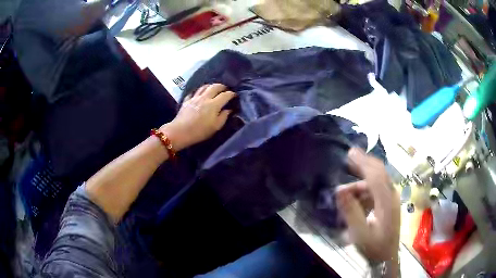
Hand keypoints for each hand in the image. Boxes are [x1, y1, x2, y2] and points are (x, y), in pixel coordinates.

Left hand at [160, 84, 235, 150]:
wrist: (180, 132)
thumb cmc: (200, 131)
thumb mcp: (216, 127)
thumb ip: (224, 117)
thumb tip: (229, 110)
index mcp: (214, 104)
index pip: (225, 95)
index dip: (231, 94)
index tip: (235, 95)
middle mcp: (205, 98)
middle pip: (215, 86)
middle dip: (222, 86)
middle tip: (225, 89)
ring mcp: (195, 98)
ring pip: (204, 87)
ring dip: (210, 86)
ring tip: (213, 88)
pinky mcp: (187, 100)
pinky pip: (193, 92)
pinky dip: (198, 92)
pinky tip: (199, 94)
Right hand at [336, 148, 399, 263]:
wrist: (387, 258)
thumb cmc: (374, 247)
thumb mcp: (360, 233)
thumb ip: (351, 211)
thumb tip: (340, 190)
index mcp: (386, 201)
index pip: (376, 175)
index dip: (363, 162)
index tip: (349, 152)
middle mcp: (391, 196)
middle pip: (380, 172)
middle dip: (365, 162)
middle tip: (349, 155)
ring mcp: (391, 199)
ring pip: (378, 181)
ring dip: (361, 180)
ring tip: (344, 189)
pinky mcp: (388, 204)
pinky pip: (377, 190)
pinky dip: (365, 189)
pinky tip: (355, 198)